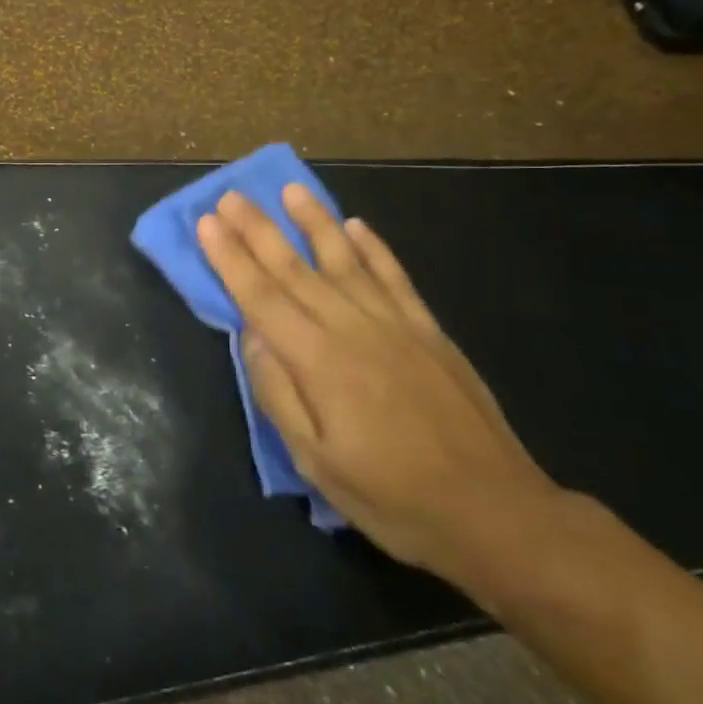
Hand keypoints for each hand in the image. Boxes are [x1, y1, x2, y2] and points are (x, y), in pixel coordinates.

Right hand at [197, 186, 563, 584]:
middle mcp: (353, 328)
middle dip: (257, 229)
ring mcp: (395, 325)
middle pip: (294, 268)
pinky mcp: (429, 331)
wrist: (496, 514)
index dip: (230, 257)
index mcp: (318, 361)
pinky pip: (395, 277)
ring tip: (290, 190)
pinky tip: (356, 226)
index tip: (206, 222)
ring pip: (344, 260)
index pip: (260, 296)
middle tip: (230, 196)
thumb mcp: (317, 462)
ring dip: (314, 221)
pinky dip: (374, 248)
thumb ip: (278, 393)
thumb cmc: (393, 497)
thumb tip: (251, 336)